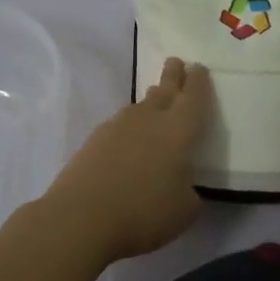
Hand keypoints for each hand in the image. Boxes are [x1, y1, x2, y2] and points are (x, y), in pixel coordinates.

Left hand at [41, 57, 212, 263]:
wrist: (81, 218)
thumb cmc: (144, 212)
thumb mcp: (185, 210)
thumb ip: (190, 192)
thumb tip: (182, 186)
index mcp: (179, 130)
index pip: (194, 97)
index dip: (199, 82)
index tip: (199, 68)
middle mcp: (149, 119)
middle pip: (164, 90)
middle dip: (172, 76)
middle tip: (175, 62)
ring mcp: (118, 126)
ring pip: (140, 106)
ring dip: (151, 101)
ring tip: (156, 99)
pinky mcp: (94, 140)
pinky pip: (120, 125)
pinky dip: (130, 127)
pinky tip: (129, 138)